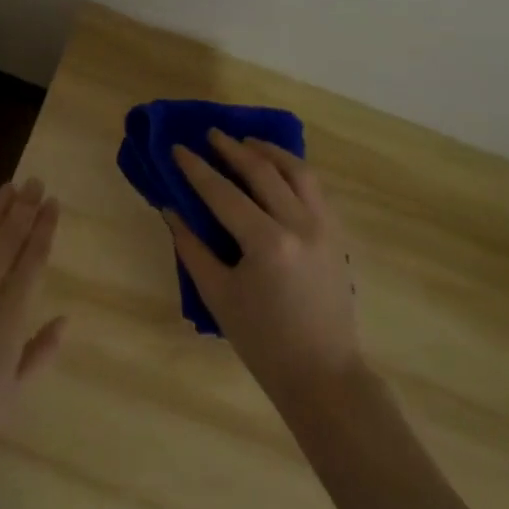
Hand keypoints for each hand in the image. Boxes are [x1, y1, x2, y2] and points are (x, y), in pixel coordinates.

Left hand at [0, 179, 66, 485]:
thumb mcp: (13, 391)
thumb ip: (40, 351)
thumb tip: (65, 319)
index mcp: (10, 313)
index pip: (33, 259)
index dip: (44, 228)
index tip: (52, 203)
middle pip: (7, 239)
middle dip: (24, 208)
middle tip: (35, 181)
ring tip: (9, 186)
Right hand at [168, 131, 362, 404]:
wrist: (323, 374)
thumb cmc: (263, 341)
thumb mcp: (218, 295)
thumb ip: (192, 247)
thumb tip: (171, 209)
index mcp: (267, 243)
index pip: (224, 193)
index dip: (197, 169)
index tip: (178, 148)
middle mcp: (300, 225)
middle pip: (263, 171)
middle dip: (233, 149)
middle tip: (210, 135)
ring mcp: (324, 227)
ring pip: (298, 171)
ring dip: (269, 151)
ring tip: (247, 142)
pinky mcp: (337, 235)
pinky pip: (315, 189)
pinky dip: (294, 170)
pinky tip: (278, 170)